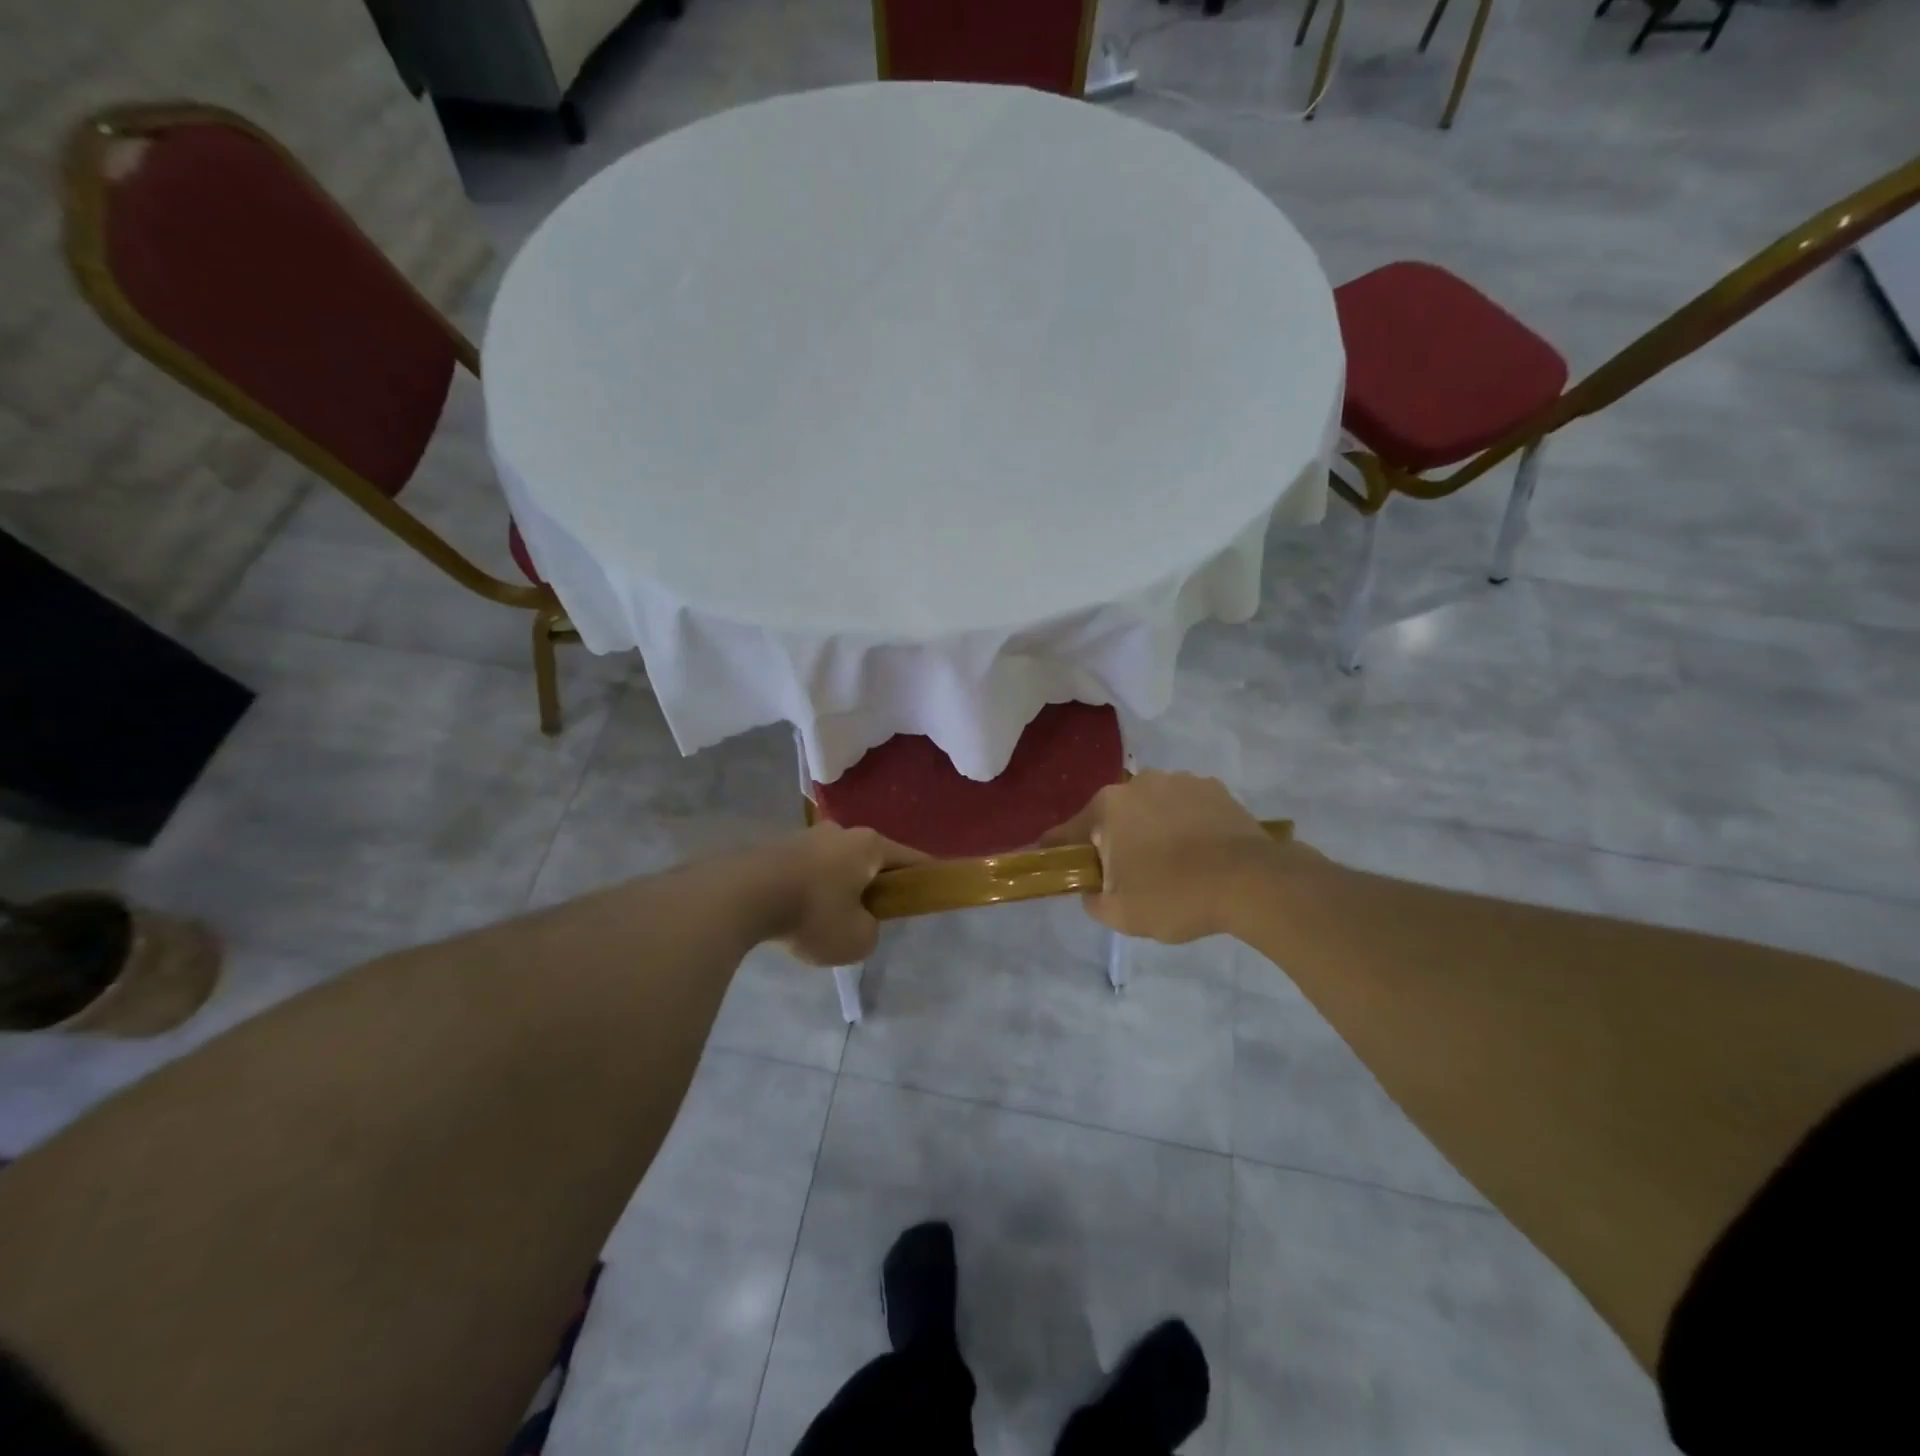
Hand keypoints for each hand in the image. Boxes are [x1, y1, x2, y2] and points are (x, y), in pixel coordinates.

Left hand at [755, 823, 924, 965]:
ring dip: (836, 888)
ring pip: (834, 865)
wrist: (741, 896)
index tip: (929, 890)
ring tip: (824, 922)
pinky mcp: (774, 849)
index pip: (909, 858)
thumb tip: (858, 921)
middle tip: (869, 916)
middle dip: (873, 884)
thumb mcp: (857, 939)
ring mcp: (804, 837)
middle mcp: (840, 832)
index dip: (923, 876)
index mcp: (869, 845)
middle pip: (868, 859)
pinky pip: (804, 872)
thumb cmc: (813, 913)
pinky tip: (795, 915)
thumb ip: (870, 931)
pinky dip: (808, 891)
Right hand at [1042, 772, 1287, 942]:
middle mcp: (1139, 783)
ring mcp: (1180, 781)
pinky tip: (1199, 852)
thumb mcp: (1121, 914)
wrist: (1253, 882)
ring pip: (1151, 808)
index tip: (1051, 860)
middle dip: (1114, 840)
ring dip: (1151, 829)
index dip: (1056, 849)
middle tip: (1127, 876)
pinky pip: (1185, 807)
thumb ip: (1092, 900)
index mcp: (1108, 808)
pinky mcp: (1214, 788)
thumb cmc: (1176, 896)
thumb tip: (1093, 888)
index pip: (1068, 831)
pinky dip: (1184, 825)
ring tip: (1172, 864)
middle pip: (1113, 816)